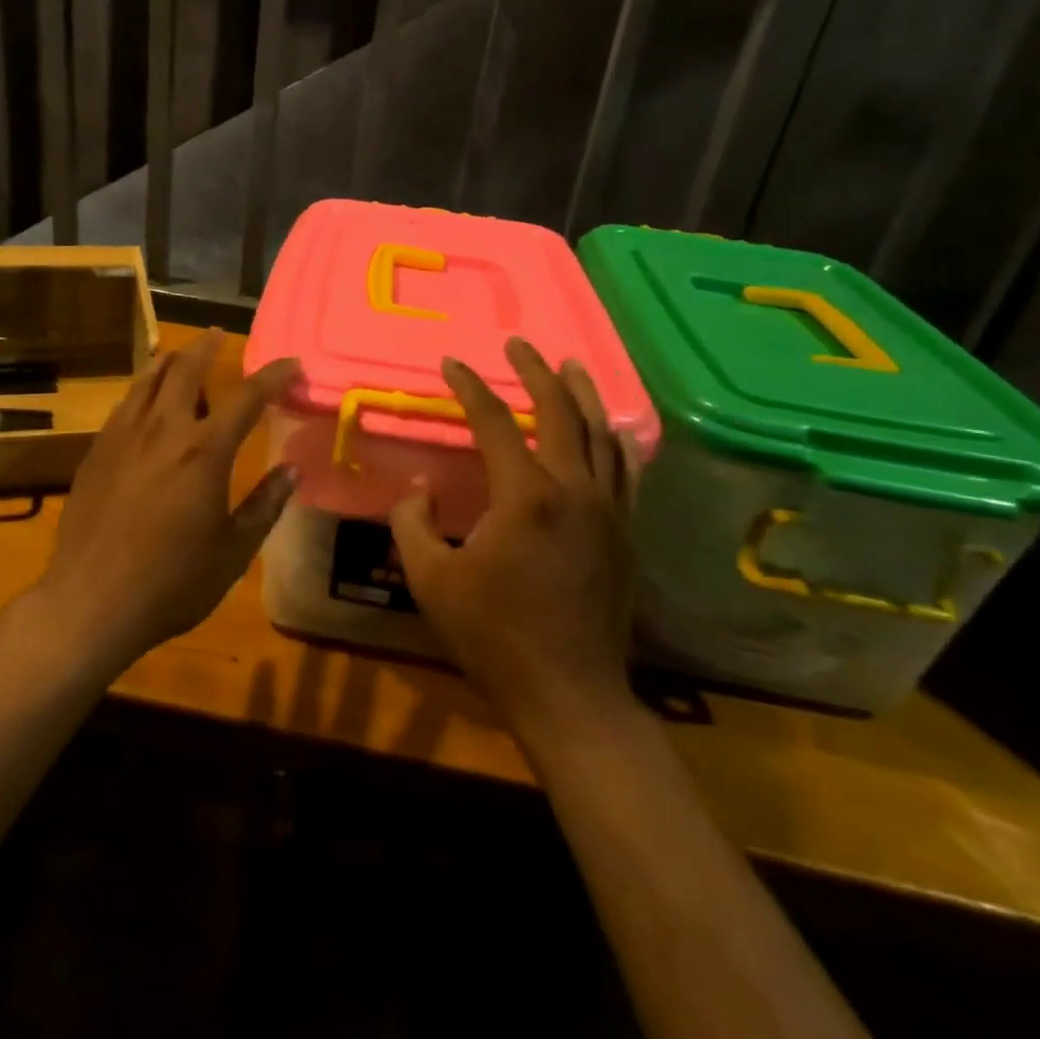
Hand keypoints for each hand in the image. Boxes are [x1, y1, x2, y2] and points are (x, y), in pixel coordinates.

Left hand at [35, 330, 299, 672]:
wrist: (90, 601)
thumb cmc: (172, 581)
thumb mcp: (233, 551)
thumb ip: (265, 505)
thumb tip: (292, 472)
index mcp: (205, 451)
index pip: (247, 398)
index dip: (273, 375)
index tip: (291, 362)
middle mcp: (164, 430)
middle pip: (185, 369)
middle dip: (206, 346)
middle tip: (219, 335)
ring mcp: (123, 436)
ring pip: (147, 379)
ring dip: (169, 360)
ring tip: (181, 355)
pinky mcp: (96, 451)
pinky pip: (124, 405)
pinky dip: (142, 390)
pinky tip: (145, 402)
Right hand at [391, 337, 640, 736]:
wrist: (570, 694)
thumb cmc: (493, 636)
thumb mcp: (431, 579)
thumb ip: (413, 523)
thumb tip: (417, 489)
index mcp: (525, 495)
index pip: (495, 422)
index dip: (469, 388)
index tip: (450, 364)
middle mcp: (574, 490)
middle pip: (559, 412)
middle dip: (536, 372)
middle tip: (519, 344)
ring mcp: (608, 511)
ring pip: (601, 434)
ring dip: (582, 393)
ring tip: (569, 364)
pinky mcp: (625, 534)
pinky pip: (625, 471)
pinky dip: (615, 439)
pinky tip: (612, 428)